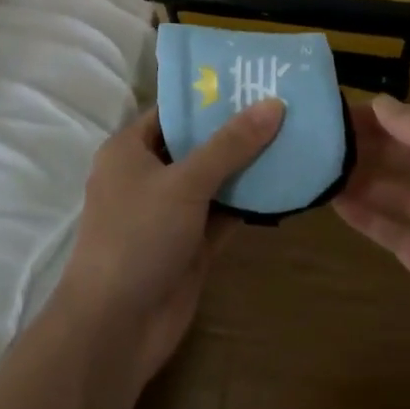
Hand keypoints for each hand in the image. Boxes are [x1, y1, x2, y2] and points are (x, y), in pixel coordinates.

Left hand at [54, 100, 283, 387]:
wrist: (116, 328)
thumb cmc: (138, 236)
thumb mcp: (185, 182)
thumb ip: (230, 144)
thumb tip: (273, 104)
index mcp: (130, 149)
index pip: (172, 110)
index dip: (209, 95)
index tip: (252, 80)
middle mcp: (148, 175)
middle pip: (197, 143)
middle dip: (236, 129)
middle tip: (283, 105)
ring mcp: (169, 212)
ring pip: (214, 179)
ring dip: (247, 165)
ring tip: (293, 136)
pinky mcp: (190, 245)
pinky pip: (223, 213)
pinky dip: (249, 201)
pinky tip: (285, 183)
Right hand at [335, 96, 409, 408]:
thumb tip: (381, 101)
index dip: (385, 115)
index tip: (339, 109)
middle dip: (371, 144)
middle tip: (321, 138)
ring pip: (398, 191)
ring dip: (363, 178)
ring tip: (320, 167)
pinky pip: (393, 228)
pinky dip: (366, 215)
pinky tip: (334, 204)